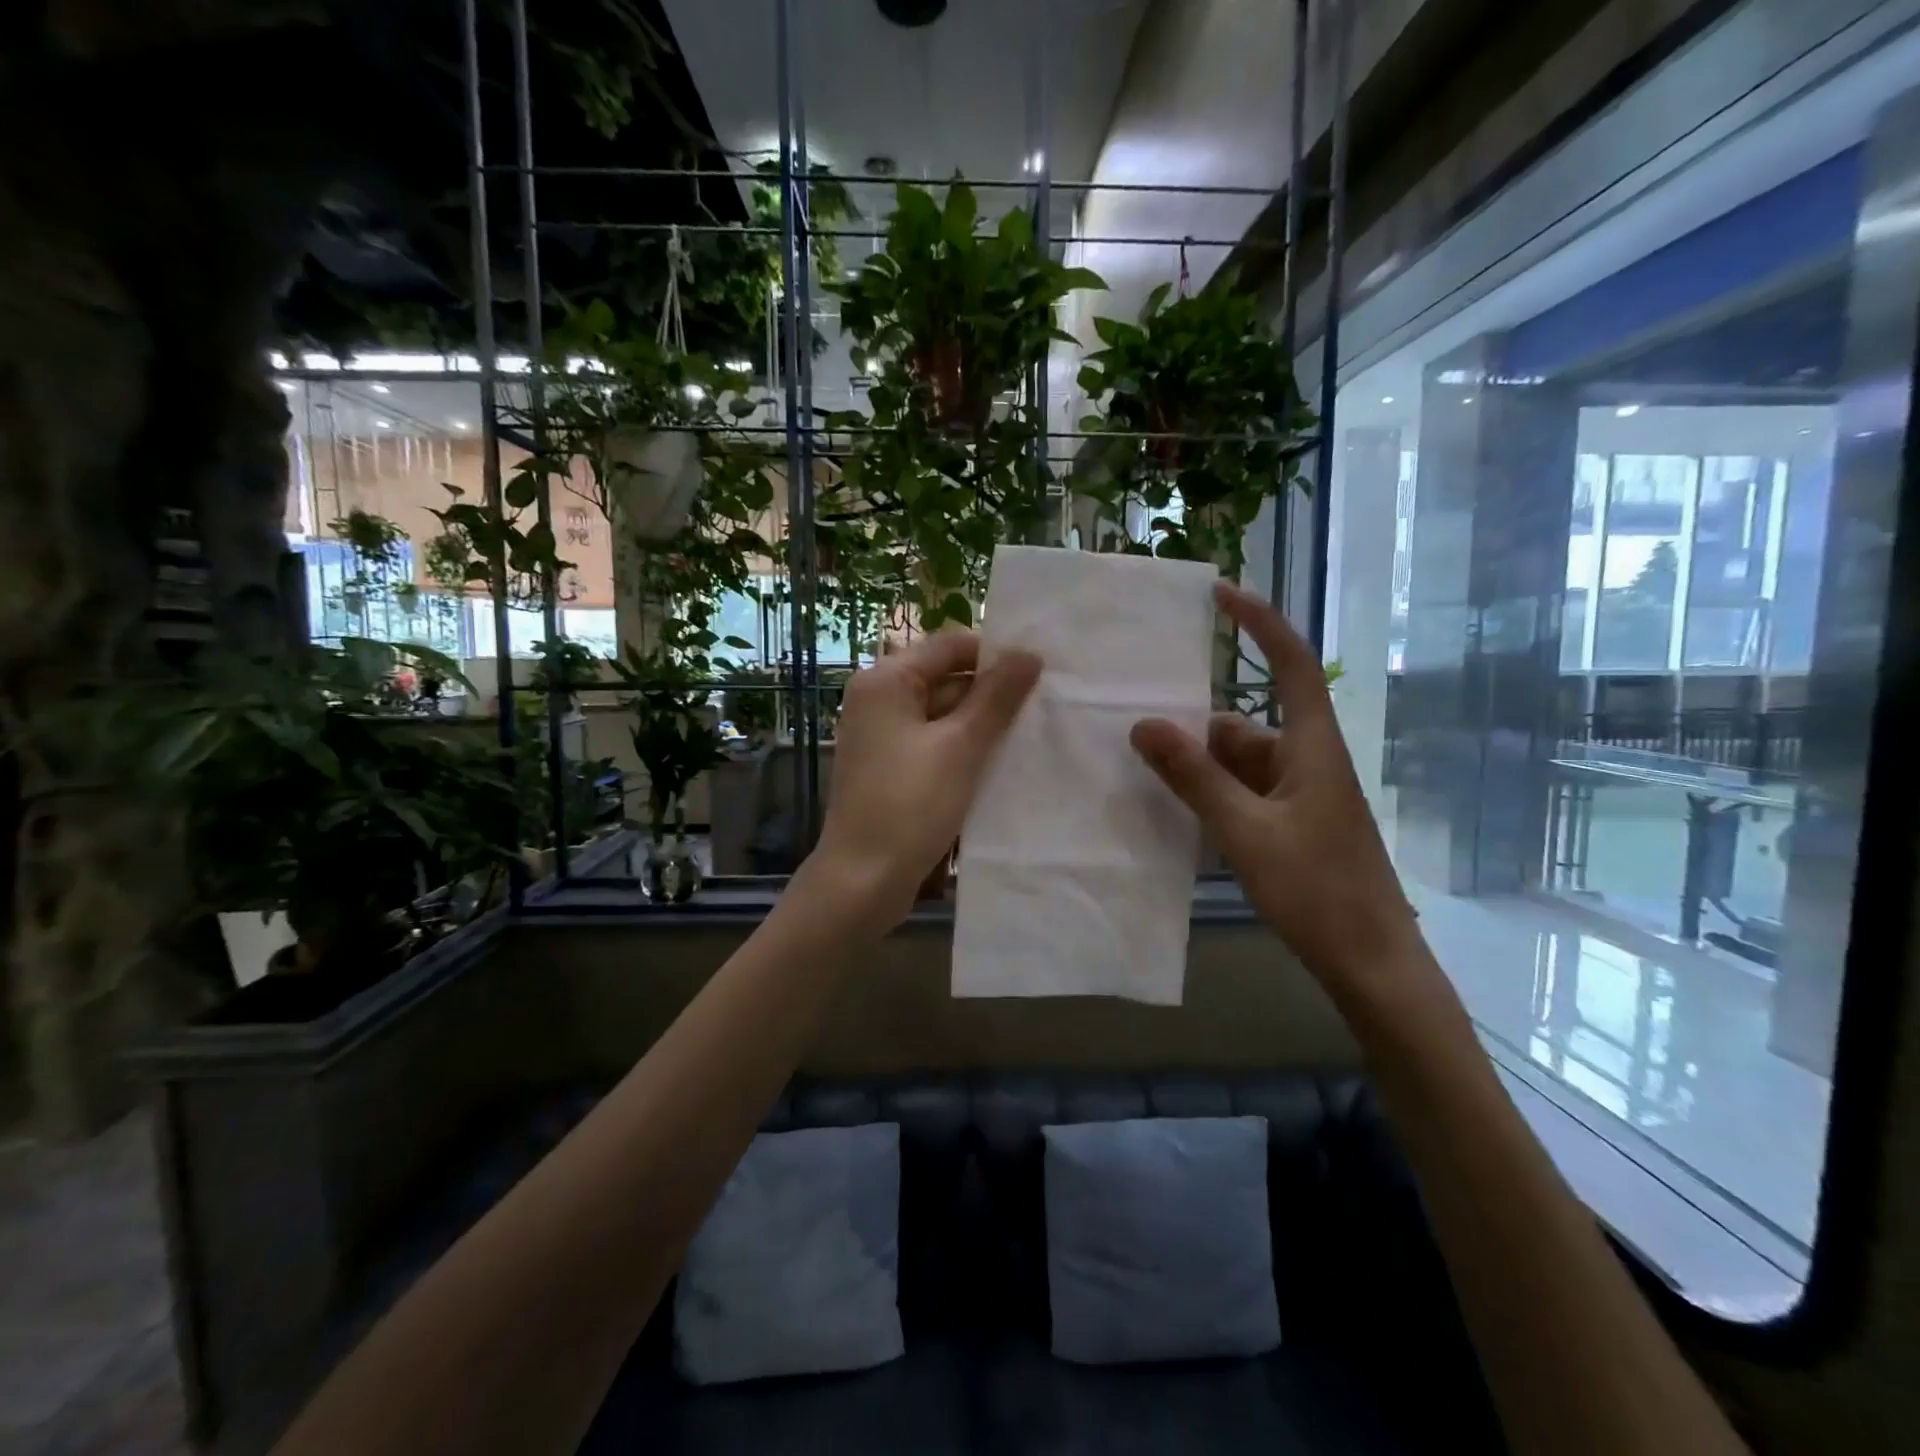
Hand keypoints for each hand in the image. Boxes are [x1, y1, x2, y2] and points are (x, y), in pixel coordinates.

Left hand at [810, 631, 1041, 926]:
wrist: (862, 880)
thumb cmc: (909, 805)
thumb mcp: (961, 746)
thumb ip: (996, 697)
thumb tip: (1029, 654)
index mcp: (886, 681)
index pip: (950, 646)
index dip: (995, 655)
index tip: (1039, 673)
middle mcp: (878, 699)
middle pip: (946, 679)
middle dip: (992, 694)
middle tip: (1043, 709)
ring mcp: (883, 736)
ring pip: (944, 715)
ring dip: (981, 726)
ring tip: (1029, 737)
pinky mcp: (891, 767)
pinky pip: (934, 744)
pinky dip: (963, 750)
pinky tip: (999, 765)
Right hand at [1130, 583, 1425, 1009]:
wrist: (1372, 965)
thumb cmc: (1317, 891)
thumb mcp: (1244, 832)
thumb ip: (1194, 778)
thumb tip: (1143, 724)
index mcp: (1312, 747)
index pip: (1291, 662)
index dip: (1259, 622)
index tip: (1219, 594)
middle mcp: (1308, 761)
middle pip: (1244, 725)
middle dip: (1194, 732)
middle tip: (1136, 738)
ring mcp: (1301, 797)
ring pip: (1238, 765)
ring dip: (1199, 771)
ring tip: (1146, 785)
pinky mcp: (1294, 826)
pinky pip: (1243, 795)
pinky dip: (1212, 799)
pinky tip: (1178, 821)